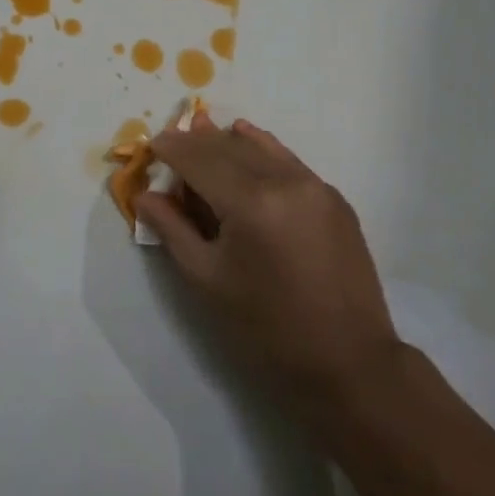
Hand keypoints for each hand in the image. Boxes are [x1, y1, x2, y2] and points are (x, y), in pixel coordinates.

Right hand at [137, 117, 402, 426]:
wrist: (348, 361)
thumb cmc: (266, 328)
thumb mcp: (207, 280)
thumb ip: (173, 229)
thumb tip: (146, 195)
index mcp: (250, 202)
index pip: (200, 158)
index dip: (171, 148)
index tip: (150, 144)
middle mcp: (285, 180)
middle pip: (229, 147)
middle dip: (196, 142)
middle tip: (171, 143)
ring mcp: (315, 185)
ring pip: (261, 147)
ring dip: (228, 141)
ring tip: (203, 134)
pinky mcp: (334, 198)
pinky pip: (288, 160)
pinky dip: (262, 149)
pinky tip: (247, 141)